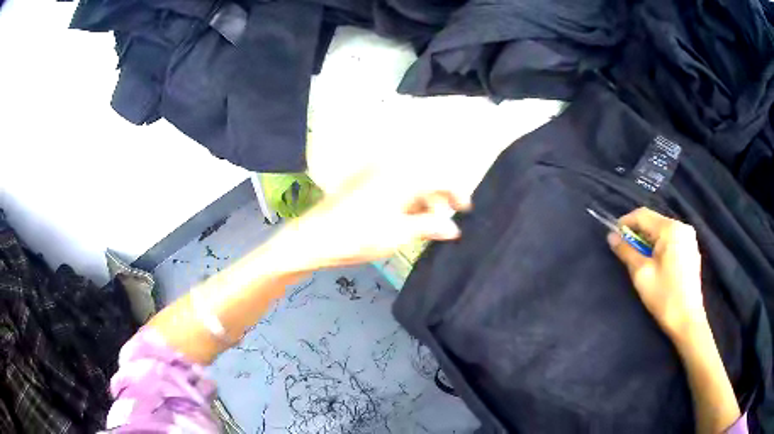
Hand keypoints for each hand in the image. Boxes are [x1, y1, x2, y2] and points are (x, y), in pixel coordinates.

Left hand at [282, 163, 471, 269]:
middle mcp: (390, 168)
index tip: (466, 211)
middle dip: (437, 199)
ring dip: (421, 201)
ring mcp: (374, 173)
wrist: (313, 237)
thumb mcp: (398, 234)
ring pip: (409, 182)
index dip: (457, 193)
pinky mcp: (363, 182)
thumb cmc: (358, 237)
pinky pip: (393, 185)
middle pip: (425, 177)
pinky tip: (403, 219)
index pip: (440, 178)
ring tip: (422, 226)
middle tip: (441, 224)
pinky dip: (405, 199)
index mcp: (402, 176)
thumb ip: (429, 227)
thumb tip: (454, 229)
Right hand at [607, 207, 705, 338]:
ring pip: (663, 231)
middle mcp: (682, 227)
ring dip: (648, 240)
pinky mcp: (691, 251)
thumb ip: (626, 251)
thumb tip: (611, 236)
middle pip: (654, 221)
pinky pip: (672, 240)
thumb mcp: (641, 274)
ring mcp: (689, 239)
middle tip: (625, 249)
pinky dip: (660, 246)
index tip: (613, 235)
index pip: (643, 215)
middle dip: (638, 232)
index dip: (626, 222)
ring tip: (639, 258)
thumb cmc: (664, 296)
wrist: (687, 320)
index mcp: (671, 229)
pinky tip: (655, 262)